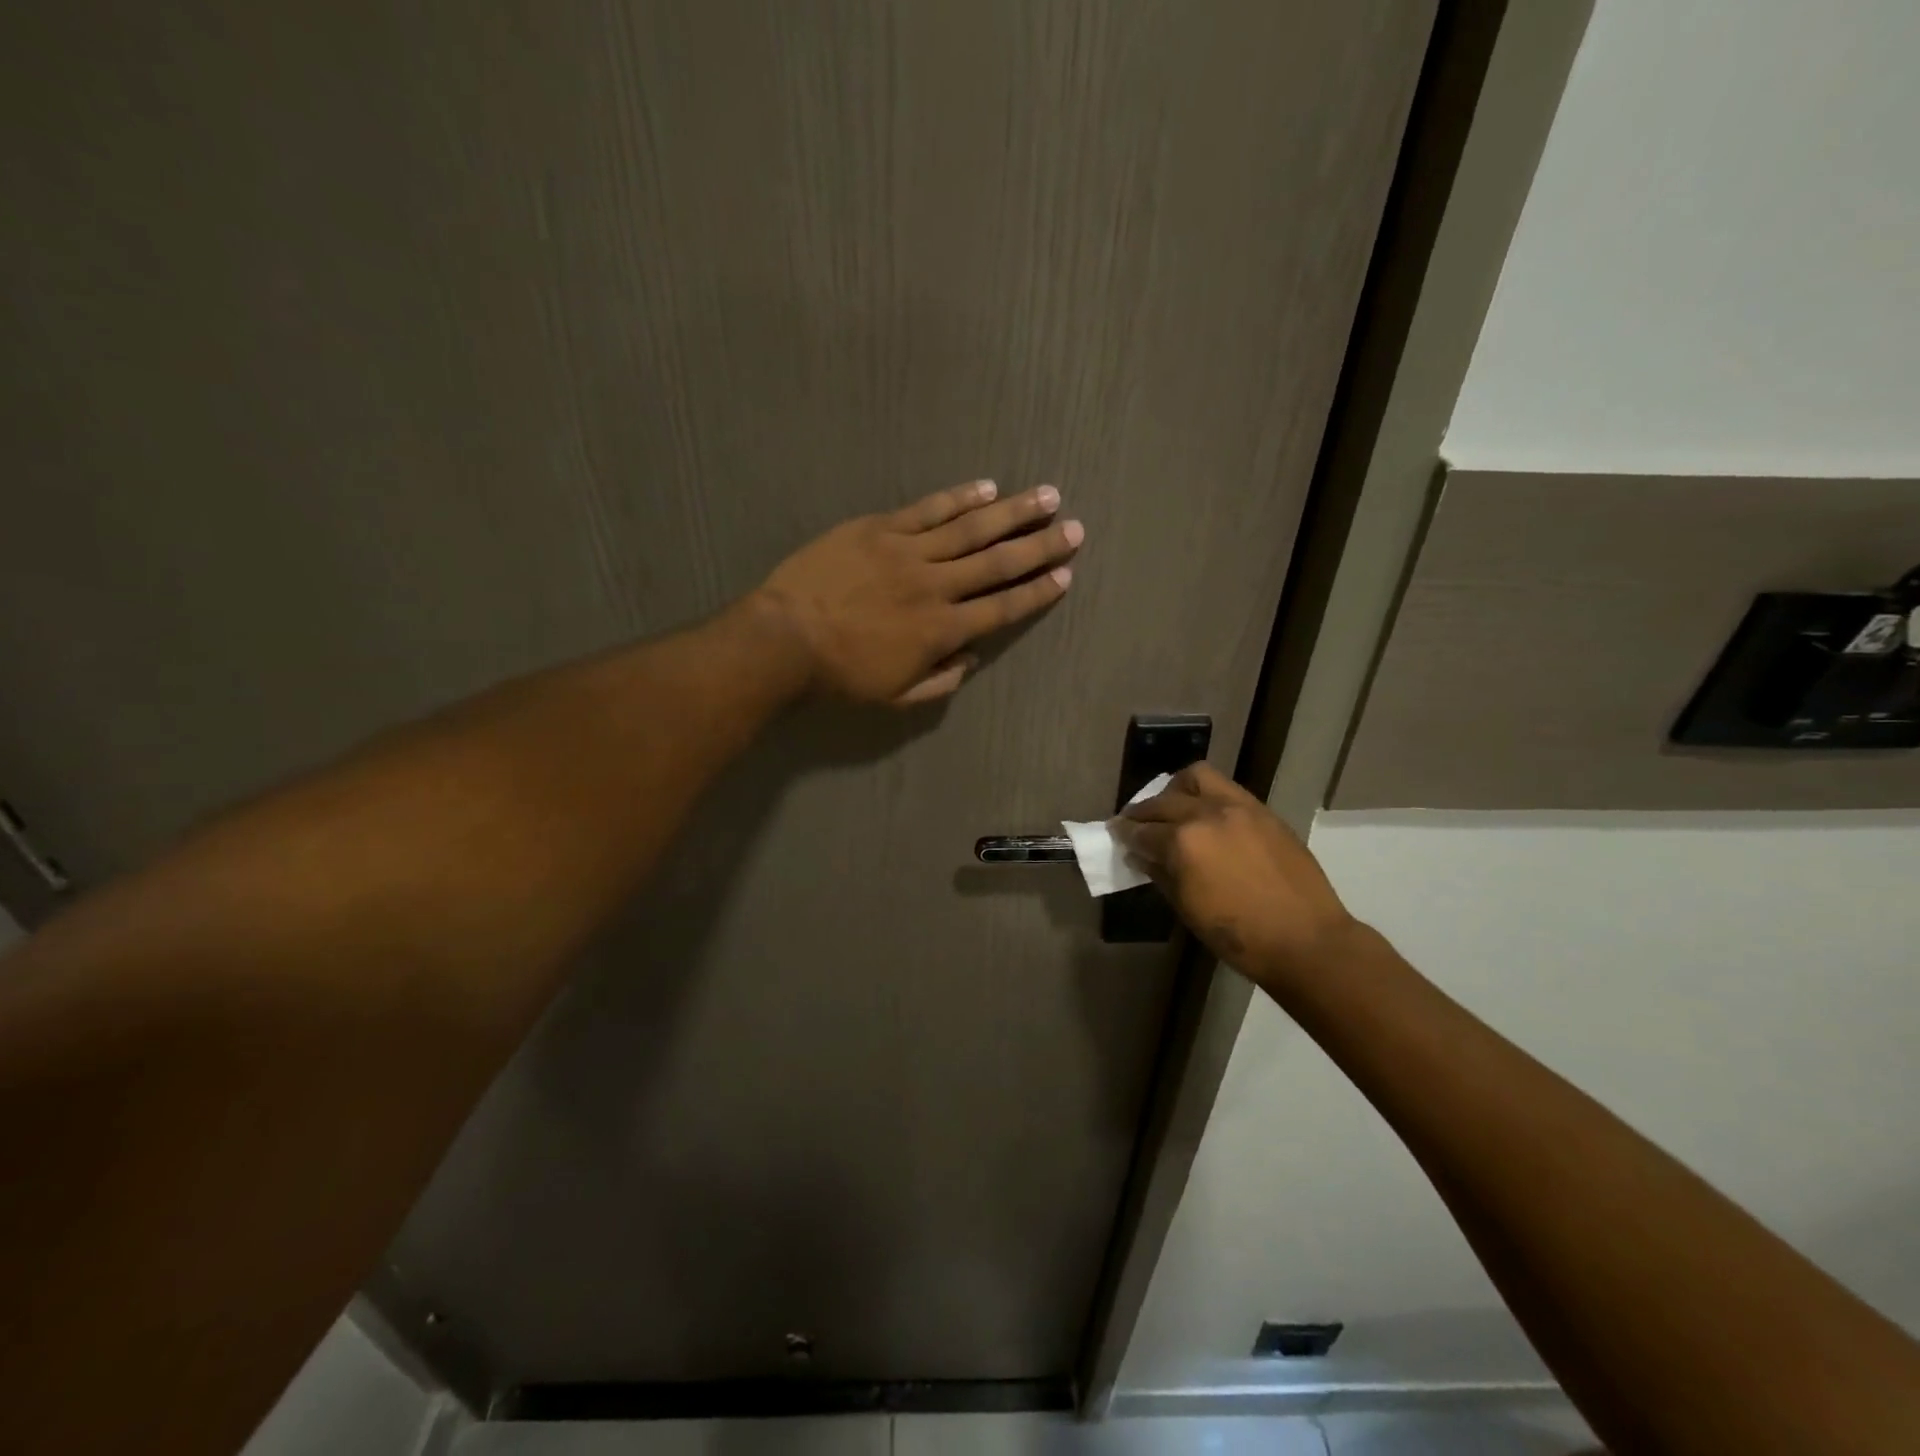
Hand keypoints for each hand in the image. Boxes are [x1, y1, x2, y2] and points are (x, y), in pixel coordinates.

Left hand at [752, 480, 1081, 704]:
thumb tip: (970, 657)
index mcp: (942, 630)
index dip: (1037, 592)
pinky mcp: (881, 529)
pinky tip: (987, 487)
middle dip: (1041, 545)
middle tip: (1075, 529)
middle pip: (998, 563)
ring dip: (1013, 512)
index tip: (1065, 575)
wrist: (785, 638)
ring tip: (1047, 495)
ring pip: (972, 528)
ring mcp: (909, 552)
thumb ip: (940, 680)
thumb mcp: (895, 696)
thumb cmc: (840, 674)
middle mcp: (936, 586)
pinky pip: (929, 509)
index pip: (1002, 607)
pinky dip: (961, 497)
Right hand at [1114, 762, 1357, 979]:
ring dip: (1175, 790)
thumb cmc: (1239, 936)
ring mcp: (1238, 807)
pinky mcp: (1262, 811)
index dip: (1124, 834)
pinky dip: (1206, 796)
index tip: (1116, 833)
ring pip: (1196, 778)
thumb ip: (1160, 874)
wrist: (1306, 940)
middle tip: (1135, 823)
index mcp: (1183, 842)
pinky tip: (1205, 816)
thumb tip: (1141, 855)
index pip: (1142, 831)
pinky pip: (1225, 789)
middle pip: (1162, 802)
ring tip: (1172, 806)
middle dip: (1142, 812)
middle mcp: (1206, 814)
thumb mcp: (1187, 908)